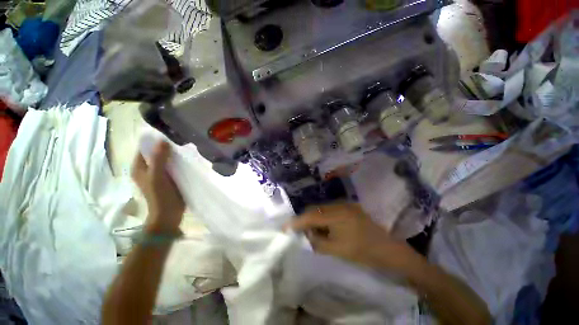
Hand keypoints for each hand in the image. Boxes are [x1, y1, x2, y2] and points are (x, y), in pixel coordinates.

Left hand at [132, 141, 184, 232]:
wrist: (169, 213)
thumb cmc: (160, 196)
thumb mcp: (157, 176)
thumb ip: (159, 159)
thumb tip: (163, 140)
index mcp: (139, 167)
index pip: (144, 148)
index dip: (154, 141)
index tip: (169, 136)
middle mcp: (147, 168)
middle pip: (156, 153)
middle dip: (166, 147)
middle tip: (180, 142)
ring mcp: (159, 173)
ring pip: (166, 159)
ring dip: (174, 155)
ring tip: (186, 149)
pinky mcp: (169, 178)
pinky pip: (173, 166)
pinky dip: (178, 162)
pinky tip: (187, 159)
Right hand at [288, 203, 424, 274]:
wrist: (388, 248)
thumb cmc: (362, 251)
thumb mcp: (336, 250)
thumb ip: (317, 241)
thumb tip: (306, 234)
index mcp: (336, 215)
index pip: (310, 216)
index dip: (296, 221)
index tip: (285, 227)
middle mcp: (338, 205)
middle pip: (314, 209)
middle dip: (305, 220)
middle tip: (301, 232)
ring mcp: (344, 204)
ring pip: (321, 209)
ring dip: (315, 218)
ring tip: (314, 231)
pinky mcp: (348, 206)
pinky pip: (330, 210)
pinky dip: (323, 217)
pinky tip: (326, 227)